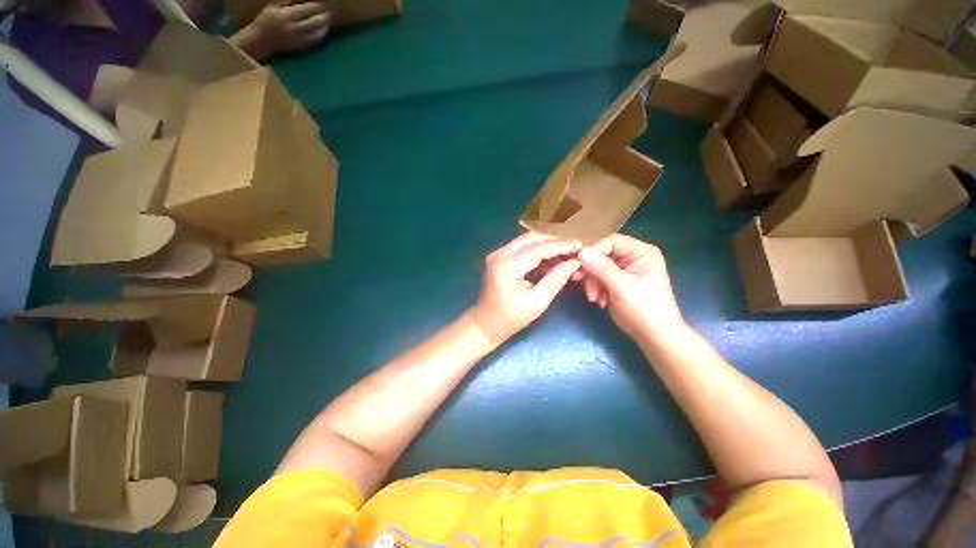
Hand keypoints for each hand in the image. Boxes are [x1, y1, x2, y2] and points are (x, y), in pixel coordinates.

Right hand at [245, 0, 331, 58]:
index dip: (314, 6)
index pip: (304, 9)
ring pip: (314, 34)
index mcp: (285, 15)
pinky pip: (312, 42)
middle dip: (322, 18)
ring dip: (323, 28)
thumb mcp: (273, 6)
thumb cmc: (267, 19)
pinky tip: (324, 32)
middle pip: (311, 23)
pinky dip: (320, 36)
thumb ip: (285, 0)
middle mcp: (292, 28)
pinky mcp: (299, 47)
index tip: (320, 4)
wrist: (262, 39)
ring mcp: (296, 39)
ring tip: (328, 22)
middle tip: (329, 13)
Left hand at [470, 233, 581, 344]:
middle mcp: (499, 254)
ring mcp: (496, 254)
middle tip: (573, 250)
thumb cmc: (511, 318)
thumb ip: (556, 279)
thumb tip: (574, 262)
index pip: (538, 249)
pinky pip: (520, 247)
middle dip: (554, 242)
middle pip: (531, 238)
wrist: (485, 324)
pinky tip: (549, 259)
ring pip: (526, 240)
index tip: (580, 245)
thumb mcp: (537, 302)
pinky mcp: (498, 257)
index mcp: (507, 267)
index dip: (561, 246)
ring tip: (564, 254)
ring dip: (545, 244)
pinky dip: (536, 250)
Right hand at [575, 234, 683, 340]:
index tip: (579, 264)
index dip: (594, 251)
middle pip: (603, 255)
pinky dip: (597, 289)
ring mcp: (626, 270)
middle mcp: (634, 257)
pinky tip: (601, 301)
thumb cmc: (644, 309)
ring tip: (594, 298)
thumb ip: (601, 267)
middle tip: (577, 280)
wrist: (655, 336)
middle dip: (592, 271)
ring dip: (593, 283)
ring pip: (599, 268)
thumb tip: (582, 252)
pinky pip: (601, 279)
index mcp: (642, 253)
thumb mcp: (621, 286)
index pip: (612, 242)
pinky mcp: (619, 283)